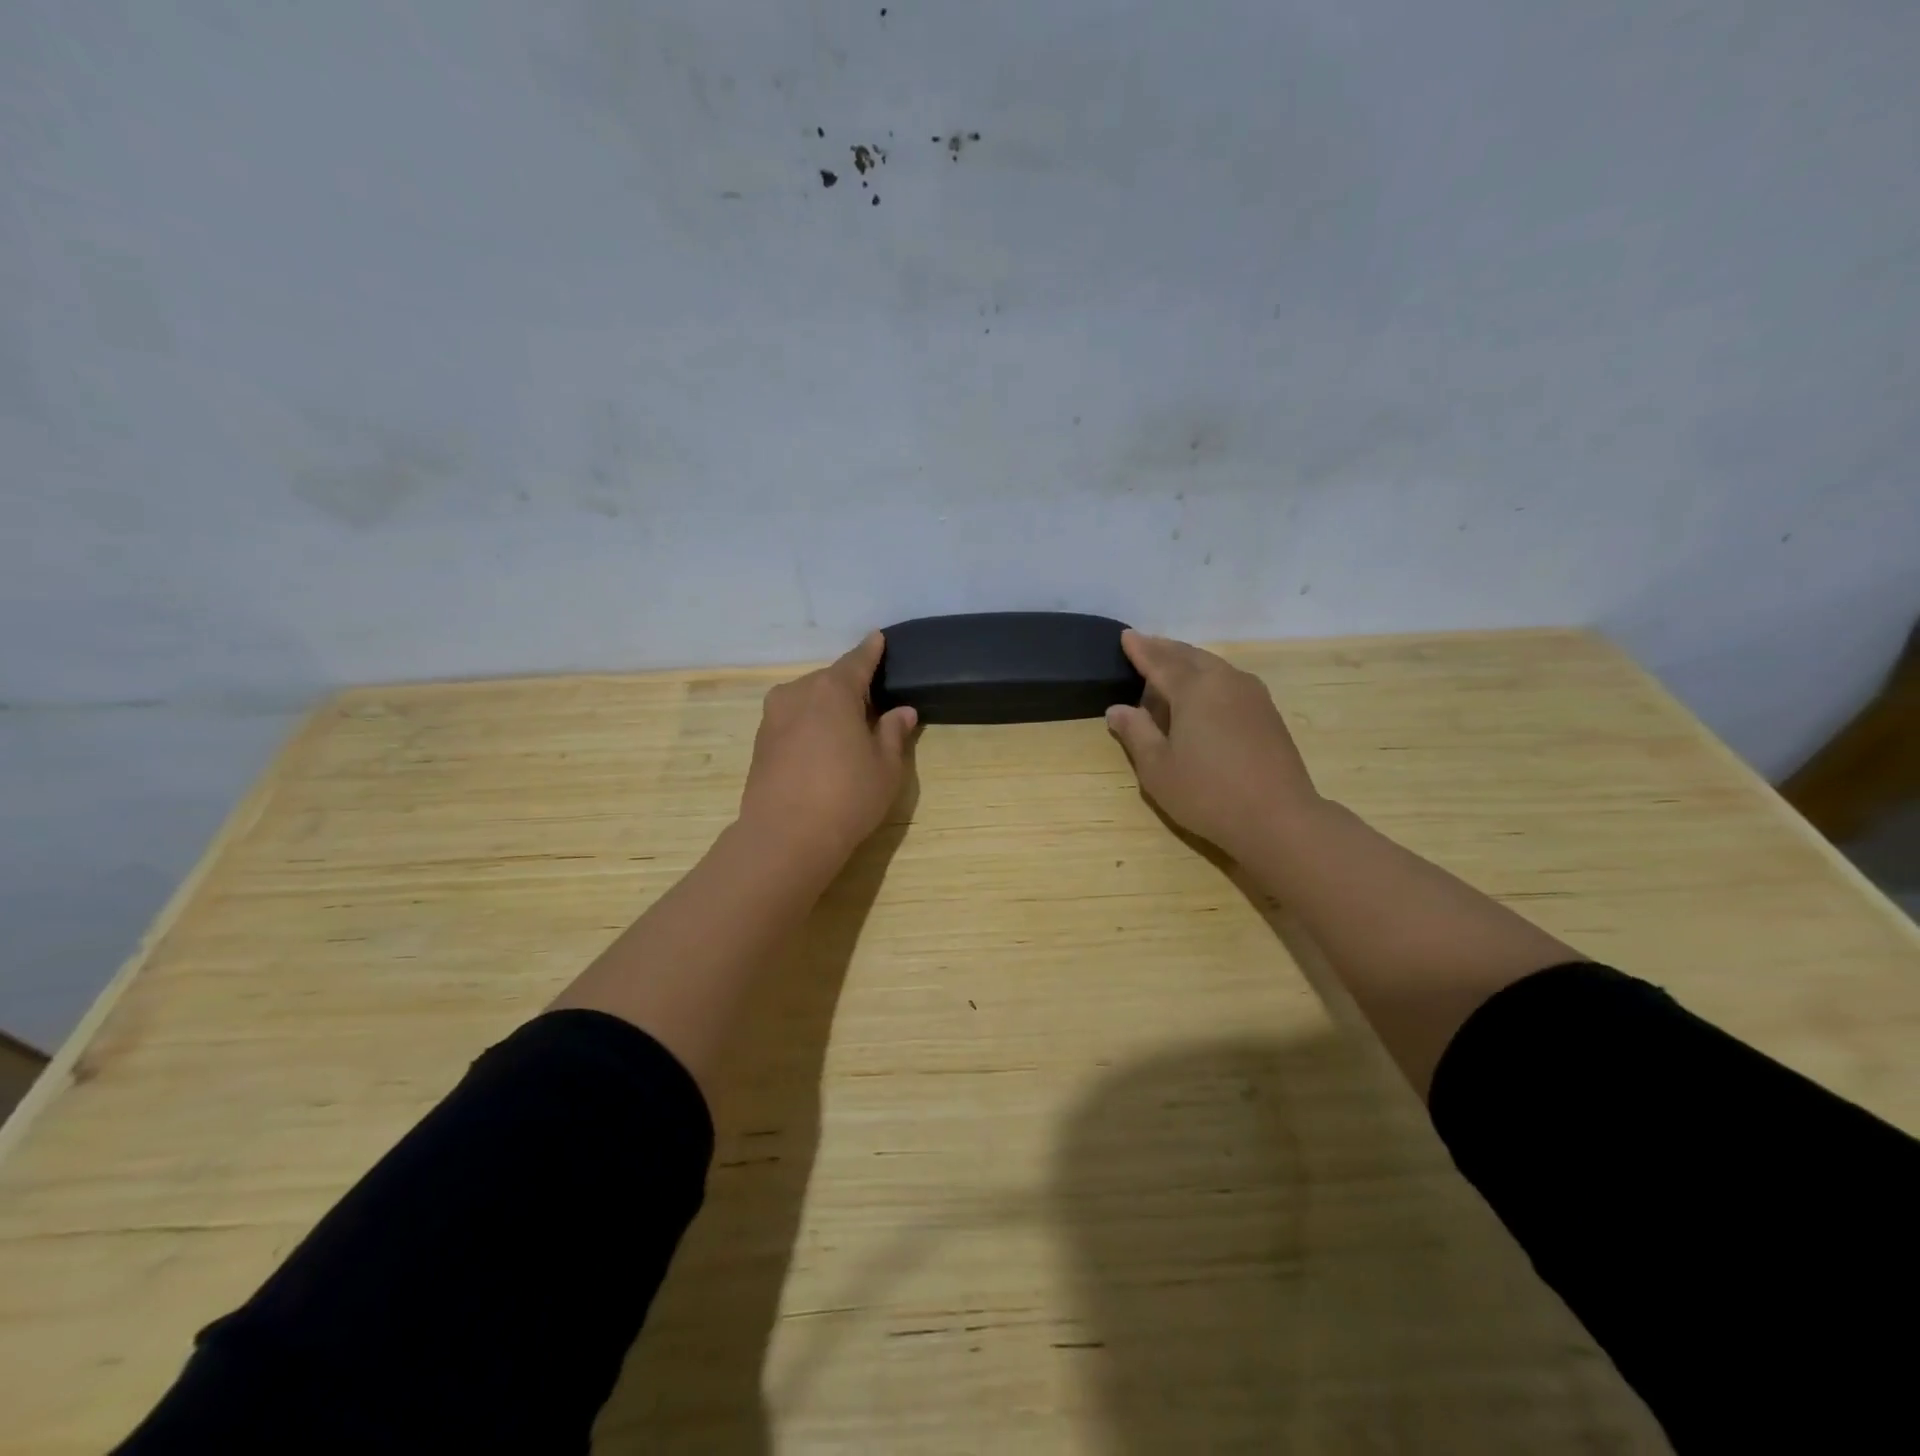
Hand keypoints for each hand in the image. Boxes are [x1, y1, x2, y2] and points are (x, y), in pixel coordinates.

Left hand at [737, 631, 916, 869]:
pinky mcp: (759, 742)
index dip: (871, 651)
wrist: (785, 837)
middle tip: (872, 706)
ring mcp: (773, 716)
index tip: (877, 638)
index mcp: (833, 689)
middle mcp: (798, 692)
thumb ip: (892, 732)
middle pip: (830, 681)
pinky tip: (821, 750)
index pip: (857, 661)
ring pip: (808, 700)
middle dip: (850, 688)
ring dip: (827, 708)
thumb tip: (902, 712)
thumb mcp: (885, 766)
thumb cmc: (847, 796)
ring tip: (846, 731)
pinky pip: (792, 720)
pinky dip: (809, 725)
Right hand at [1105, 630, 1320, 860]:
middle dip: (1164, 649)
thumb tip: (1117, 709)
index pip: (1159, 661)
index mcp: (1193, 689)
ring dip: (1187, 661)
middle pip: (1188, 656)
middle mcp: (1224, 680)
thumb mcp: (1157, 768)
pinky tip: (1202, 692)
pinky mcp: (1266, 711)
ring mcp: (1251, 694)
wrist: (1278, 818)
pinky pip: (1229, 680)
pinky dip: (1207, 677)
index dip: (1140, 649)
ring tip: (1169, 665)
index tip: (1125, 636)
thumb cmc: (1207, 793)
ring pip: (1212, 665)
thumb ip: (1135, 733)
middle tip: (1144, 645)